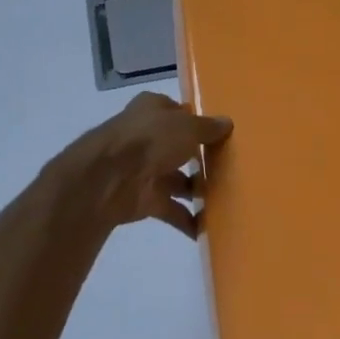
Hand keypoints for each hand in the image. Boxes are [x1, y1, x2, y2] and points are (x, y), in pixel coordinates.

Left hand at [51, 93, 232, 238]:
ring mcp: (144, 169)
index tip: (219, 133)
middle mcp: (147, 137)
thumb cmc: (150, 140)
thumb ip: (208, 128)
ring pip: (176, 179)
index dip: (195, 120)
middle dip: (198, 157)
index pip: (176, 111)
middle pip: (177, 146)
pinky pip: (171, 210)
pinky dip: (187, 220)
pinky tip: (208, 229)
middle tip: (230, 168)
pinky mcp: (143, 199)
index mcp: (152, 110)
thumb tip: (228, 123)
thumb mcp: (187, 127)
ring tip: (227, 199)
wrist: (109, 179)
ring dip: (196, 190)